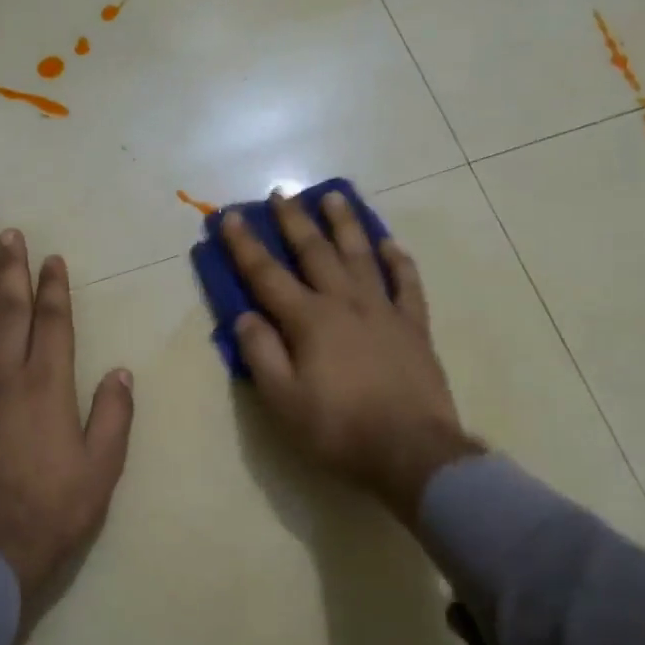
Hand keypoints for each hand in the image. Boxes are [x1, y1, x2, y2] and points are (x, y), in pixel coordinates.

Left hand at [0, 229, 134, 644]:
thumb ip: (112, 415)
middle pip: (10, 317)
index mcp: (47, 389)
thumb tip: (118, 371)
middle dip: (13, 274)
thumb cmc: (54, 511)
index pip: (52, 325)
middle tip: (8, 238)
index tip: (53, 260)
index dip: (54, 289)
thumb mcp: (101, 469)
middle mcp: (6, 382)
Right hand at [223, 191, 481, 522]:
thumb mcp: (283, 400)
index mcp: (309, 320)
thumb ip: (261, 354)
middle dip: (294, 221)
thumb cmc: (339, 428)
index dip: (245, 245)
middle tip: (281, 193)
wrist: (411, 451)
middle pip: (315, 252)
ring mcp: (383, 310)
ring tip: (334, 197)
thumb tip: (244, 317)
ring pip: (361, 255)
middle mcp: (345, 303)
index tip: (230, 216)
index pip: (267, 274)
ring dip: (345, 224)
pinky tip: (389, 244)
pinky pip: (407, 283)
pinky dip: (397, 260)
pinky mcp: (414, 326)